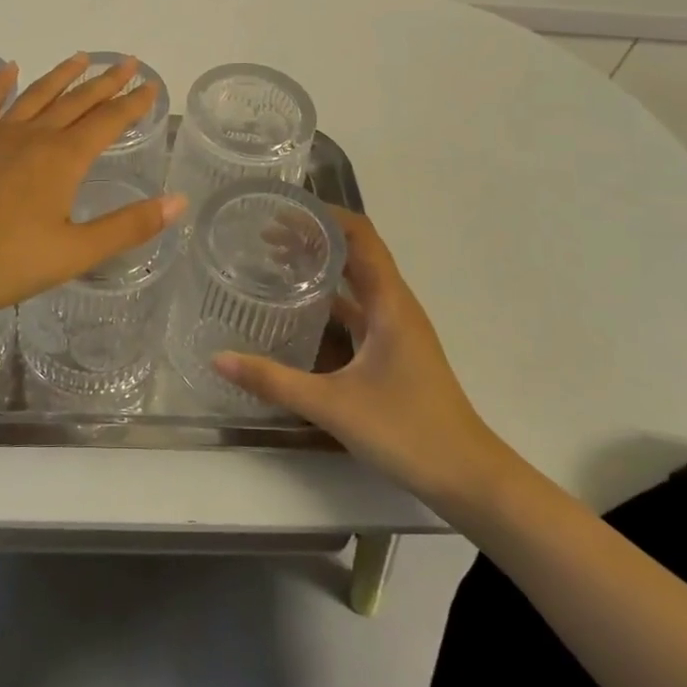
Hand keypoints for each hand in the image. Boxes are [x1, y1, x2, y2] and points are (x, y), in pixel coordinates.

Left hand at [0, 53, 186, 312]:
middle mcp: (35, 135)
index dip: (132, 103)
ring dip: (61, 75)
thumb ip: (129, 225)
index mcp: (65, 158)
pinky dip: (1, 83)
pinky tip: (9, 68)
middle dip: (105, 81)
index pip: (108, 121)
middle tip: (126, 61)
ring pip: (37, 94)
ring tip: (81, 57)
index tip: (150, 85)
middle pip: (77, 101)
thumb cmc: (8, 258)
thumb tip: (179, 201)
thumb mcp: (76, 251)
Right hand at [214, 210, 516, 515]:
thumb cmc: (408, 431)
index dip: (323, 214)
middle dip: (312, 235)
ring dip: (320, 264)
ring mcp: (396, 327)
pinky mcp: (393, 348)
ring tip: (274, 259)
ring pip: (356, 279)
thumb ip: (274, 381)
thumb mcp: (333, 405)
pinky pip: (357, 307)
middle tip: (263, 233)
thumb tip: (217, 359)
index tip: (282, 208)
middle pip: (355, 251)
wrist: (469, 478)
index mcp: (389, 302)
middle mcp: (394, 304)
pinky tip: (299, 309)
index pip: (359, 235)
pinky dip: (329, 297)